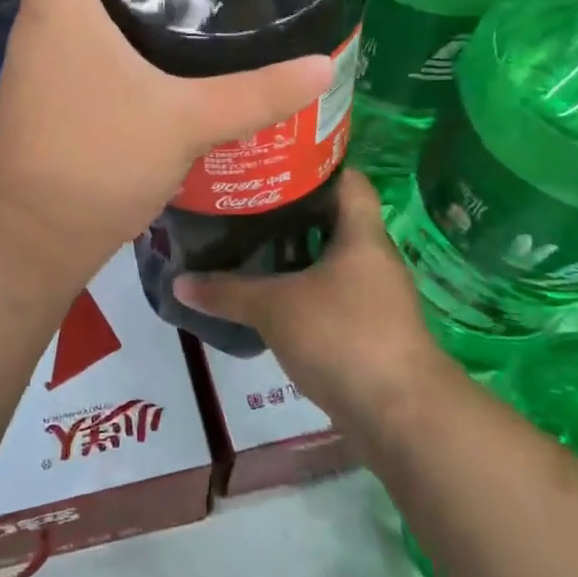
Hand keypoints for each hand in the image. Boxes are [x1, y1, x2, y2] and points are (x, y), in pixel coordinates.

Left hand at [0, 0, 334, 269]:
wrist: (32, 235)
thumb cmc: (96, 161)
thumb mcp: (183, 121)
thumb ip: (255, 94)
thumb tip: (321, 68)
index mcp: (60, 3)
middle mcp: (41, 20)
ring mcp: (40, 57)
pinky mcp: (48, 89)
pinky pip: (76, 28)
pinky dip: (109, 11)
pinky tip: (155, 33)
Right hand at [173, 172, 455, 426]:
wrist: (399, 414)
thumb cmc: (343, 336)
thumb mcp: (275, 308)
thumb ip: (226, 292)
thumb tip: (178, 281)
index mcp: (361, 234)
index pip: (347, 179)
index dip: (313, 164)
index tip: (271, 162)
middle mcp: (371, 257)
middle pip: (331, 219)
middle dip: (289, 211)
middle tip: (243, 202)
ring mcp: (372, 295)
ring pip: (327, 259)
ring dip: (292, 254)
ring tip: (244, 243)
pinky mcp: (365, 329)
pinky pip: (327, 294)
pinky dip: (299, 289)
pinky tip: (265, 294)